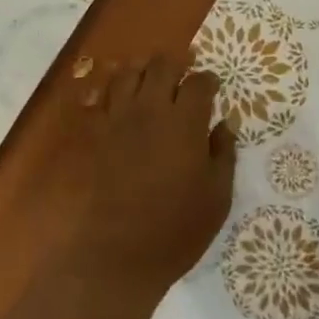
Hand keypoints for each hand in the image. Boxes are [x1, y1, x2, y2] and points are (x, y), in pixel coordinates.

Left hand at [71, 53, 236, 301]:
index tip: (212, 85)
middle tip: (184, 69)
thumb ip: (223, 154)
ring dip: (142, 69)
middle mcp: (149, 109)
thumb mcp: (216, 198)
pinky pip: (99, 96)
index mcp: (184, 122)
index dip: (208, 80)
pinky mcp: (93, 133)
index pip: (199, 83)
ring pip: (128, 73)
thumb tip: (225, 122)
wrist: (113, 255)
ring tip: (150, 76)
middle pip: (161, 66)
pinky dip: (110, 88)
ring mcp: (116, 118)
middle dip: (176, 63)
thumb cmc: (174, 230)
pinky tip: (117, 95)